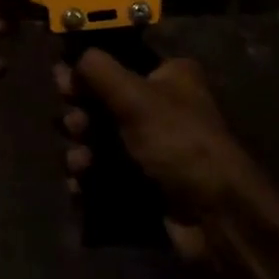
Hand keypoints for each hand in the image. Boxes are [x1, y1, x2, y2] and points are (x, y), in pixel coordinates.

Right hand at [56, 52, 265, 226]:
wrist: (216, 216)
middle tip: (75, 126)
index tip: (63, 83)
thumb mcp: (135, 96)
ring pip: (102, 139)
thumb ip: (97, 70)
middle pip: (104, 101)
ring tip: (80, 163)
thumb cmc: (177, 141)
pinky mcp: (146, 181)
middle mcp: (162, 106)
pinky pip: (107, 171)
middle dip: (82, 115)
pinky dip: (90, 177)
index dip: (87, 71)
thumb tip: (70, 61)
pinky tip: (79, 186)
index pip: (118, 61)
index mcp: (169, 75)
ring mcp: (154, 147)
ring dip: (83, 148)